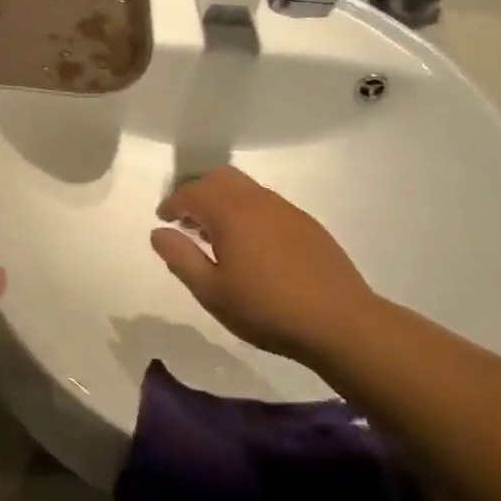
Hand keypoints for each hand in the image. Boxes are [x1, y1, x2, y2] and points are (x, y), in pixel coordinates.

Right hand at [150, 166, 379, 363]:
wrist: (340, 322)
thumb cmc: (266, 309)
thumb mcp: (212, 291)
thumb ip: (180, 258)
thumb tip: (159, 233)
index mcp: (231, 212)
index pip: (191, 192)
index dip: (172, 203)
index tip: (163, 220)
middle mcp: (258, 200)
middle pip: (220, 178)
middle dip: (198, 193)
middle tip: (187, 221)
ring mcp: (286, 210)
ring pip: (246, 189)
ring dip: (223, 202)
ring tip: (216, 236)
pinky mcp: (307, 224)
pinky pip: (267, 204)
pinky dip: (247, 212)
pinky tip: (251, 246)